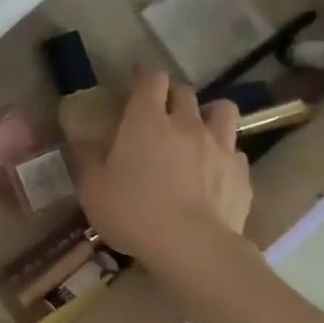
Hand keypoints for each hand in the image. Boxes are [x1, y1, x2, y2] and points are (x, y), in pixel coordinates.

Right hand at [76, 71, 252, 278]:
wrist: (191, 246)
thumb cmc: (132, 212)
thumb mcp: (92, 189)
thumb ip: (87, 160)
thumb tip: (82, 143)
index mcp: (145, 122)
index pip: (151, 80)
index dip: (144, 76)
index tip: (136, 79)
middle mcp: (186, 124)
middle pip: (185, 91)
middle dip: (172, 94)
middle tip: (160, 109)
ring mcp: (219, 146)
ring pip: (223, 110)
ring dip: (209, 113)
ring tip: (199, 129)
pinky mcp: (241, 172)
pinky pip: (234, 150)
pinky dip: (223, 153)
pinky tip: (214, 170)